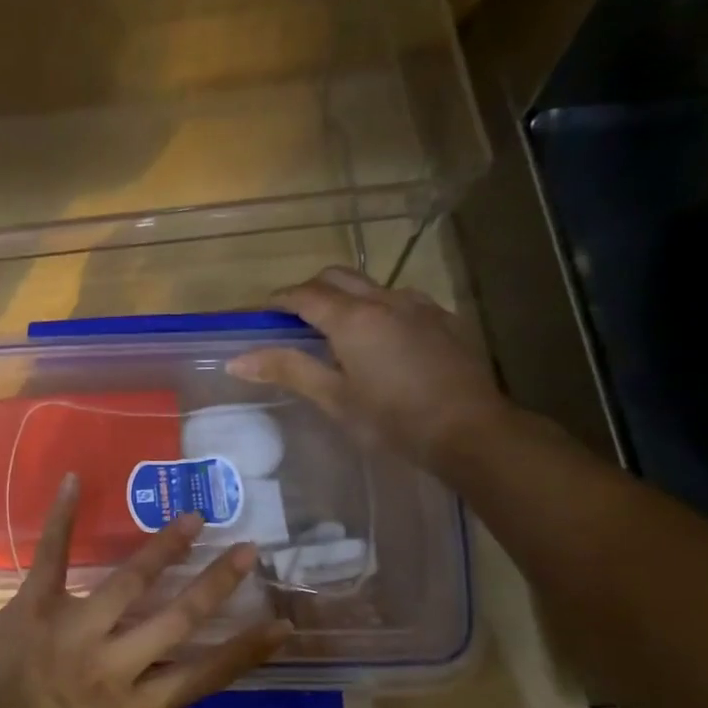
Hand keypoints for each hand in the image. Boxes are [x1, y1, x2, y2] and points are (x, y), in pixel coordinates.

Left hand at [0, 474, 291, 707]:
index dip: (246, 650)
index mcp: (133, 707)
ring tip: (191, 518)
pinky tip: (73, 481)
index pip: (203, 675)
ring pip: (129, 582)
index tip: (281, 625)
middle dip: (217, 583)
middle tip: (248, 549)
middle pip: (178, 619)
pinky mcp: (35, 606)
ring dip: (163, 548)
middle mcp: (114, 663)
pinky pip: (52, 556)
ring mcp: (74, 629)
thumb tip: (149, 684)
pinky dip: (62, 518)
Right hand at [226, 265, 510, 465]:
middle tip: (292, 320)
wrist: (471, 430)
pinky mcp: (444, 319)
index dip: (277, 300)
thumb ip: (287, 370)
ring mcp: (420, 306)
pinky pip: (402, 300)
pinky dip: (378, 309)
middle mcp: (385, 300)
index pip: (304, 295)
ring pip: (371, 286)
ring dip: (346, 297)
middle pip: (337, 277)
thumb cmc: (392, 419)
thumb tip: (236, 360)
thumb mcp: (333, 399)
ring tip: (336, 331)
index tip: (260, 314)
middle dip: (309, 290)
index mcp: (352, 318)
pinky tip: (381, 340)